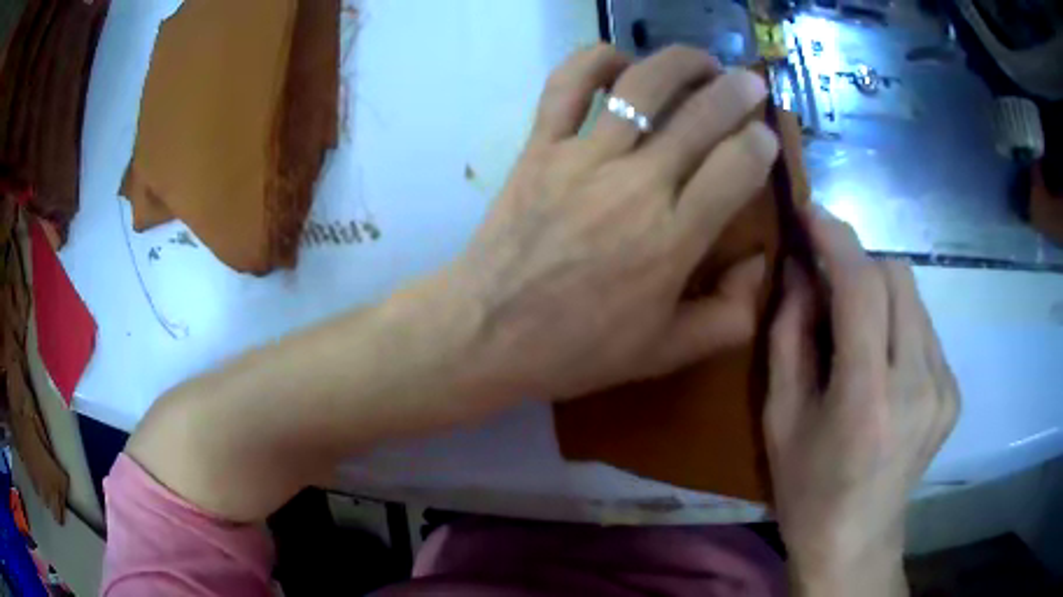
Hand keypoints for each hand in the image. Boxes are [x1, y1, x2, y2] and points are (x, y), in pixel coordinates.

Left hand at [451, 44, 778, 399]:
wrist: (487, 332)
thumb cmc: (576, 348)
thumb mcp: (664, 352)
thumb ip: (727, 317)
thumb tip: (759, 264)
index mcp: (672, 239)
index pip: (736, 167)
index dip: (761, 143)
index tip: (767, 135)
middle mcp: (635, 186)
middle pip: (700, 115)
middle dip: (737, 90)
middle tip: (751, 82)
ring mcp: (582, 159)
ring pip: (641, 85)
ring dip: (680, 62)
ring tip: (702, 61)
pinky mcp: (539, 148)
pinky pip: (566, 86)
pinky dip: (594, 60)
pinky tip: (620, 60)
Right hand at [764, 210, 959, 595]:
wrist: (856, 541)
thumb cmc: (807, 489)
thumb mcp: (780, 418)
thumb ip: (789, 336)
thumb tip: (801, 272)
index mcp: (868, 399)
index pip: (864, 287)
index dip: (837, 239)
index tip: (812, 213)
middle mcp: (918, 385)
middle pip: (897, 276)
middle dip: (859, 262)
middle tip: (829, 281)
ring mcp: (944, 388)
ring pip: (915, 297)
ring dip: (880, 292)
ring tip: (855, 327)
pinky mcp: (954, 392)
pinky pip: (925, 329)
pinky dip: (899, 323)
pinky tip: (882, 358)